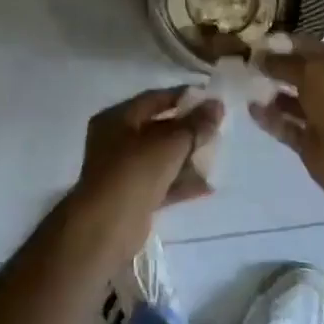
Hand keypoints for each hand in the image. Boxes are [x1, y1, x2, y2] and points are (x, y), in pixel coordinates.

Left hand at [73, 87, 221, 226]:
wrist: (107, 227)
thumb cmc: (134, 173)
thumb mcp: (169, 144)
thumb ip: (195, 125)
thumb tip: (217, 105)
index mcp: (116, 119)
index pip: (153, 99)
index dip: (182, 97)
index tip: (210, 100)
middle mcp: (116, 141)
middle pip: (157, 129)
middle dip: (187, 130)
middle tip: (217, 129)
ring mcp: (123, 171)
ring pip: (160, 158)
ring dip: (187, 158)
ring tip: (216, 156)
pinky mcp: (132, 197)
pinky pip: (161, 183)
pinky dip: (181, 183)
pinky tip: (207, 186)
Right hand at [250, 41, 323, 205]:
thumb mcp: (316, 72)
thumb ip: (286, 63)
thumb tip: (260, 57)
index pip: (319, 52)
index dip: (292, 45)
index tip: (263, 42)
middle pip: (306, 77)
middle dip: (280, 69)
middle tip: (250, 63)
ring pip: (296, 103)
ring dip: (274, 94)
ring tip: (248, 85)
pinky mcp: (312, 145)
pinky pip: (287, 127)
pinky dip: (271, 119)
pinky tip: (252, 109)